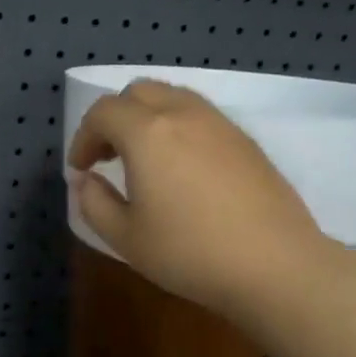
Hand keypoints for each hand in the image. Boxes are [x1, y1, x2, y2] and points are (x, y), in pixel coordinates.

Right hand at [68, 80, 325, 322]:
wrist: (274, 264)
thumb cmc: (190, 252)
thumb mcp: (126, 237)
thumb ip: (94, 203)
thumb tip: (85, 180)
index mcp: (147, 133)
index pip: (102, 112)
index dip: (83, 137)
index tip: (81, 169)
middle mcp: (182, 114)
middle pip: (138, 92)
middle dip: (114, 118)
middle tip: (108, 157)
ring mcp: (219, 123)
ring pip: (172, 98)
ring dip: (147, 118)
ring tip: (144, 159)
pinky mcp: (245, 140)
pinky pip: (200, 116)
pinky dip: (177, 127)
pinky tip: (182, 169)